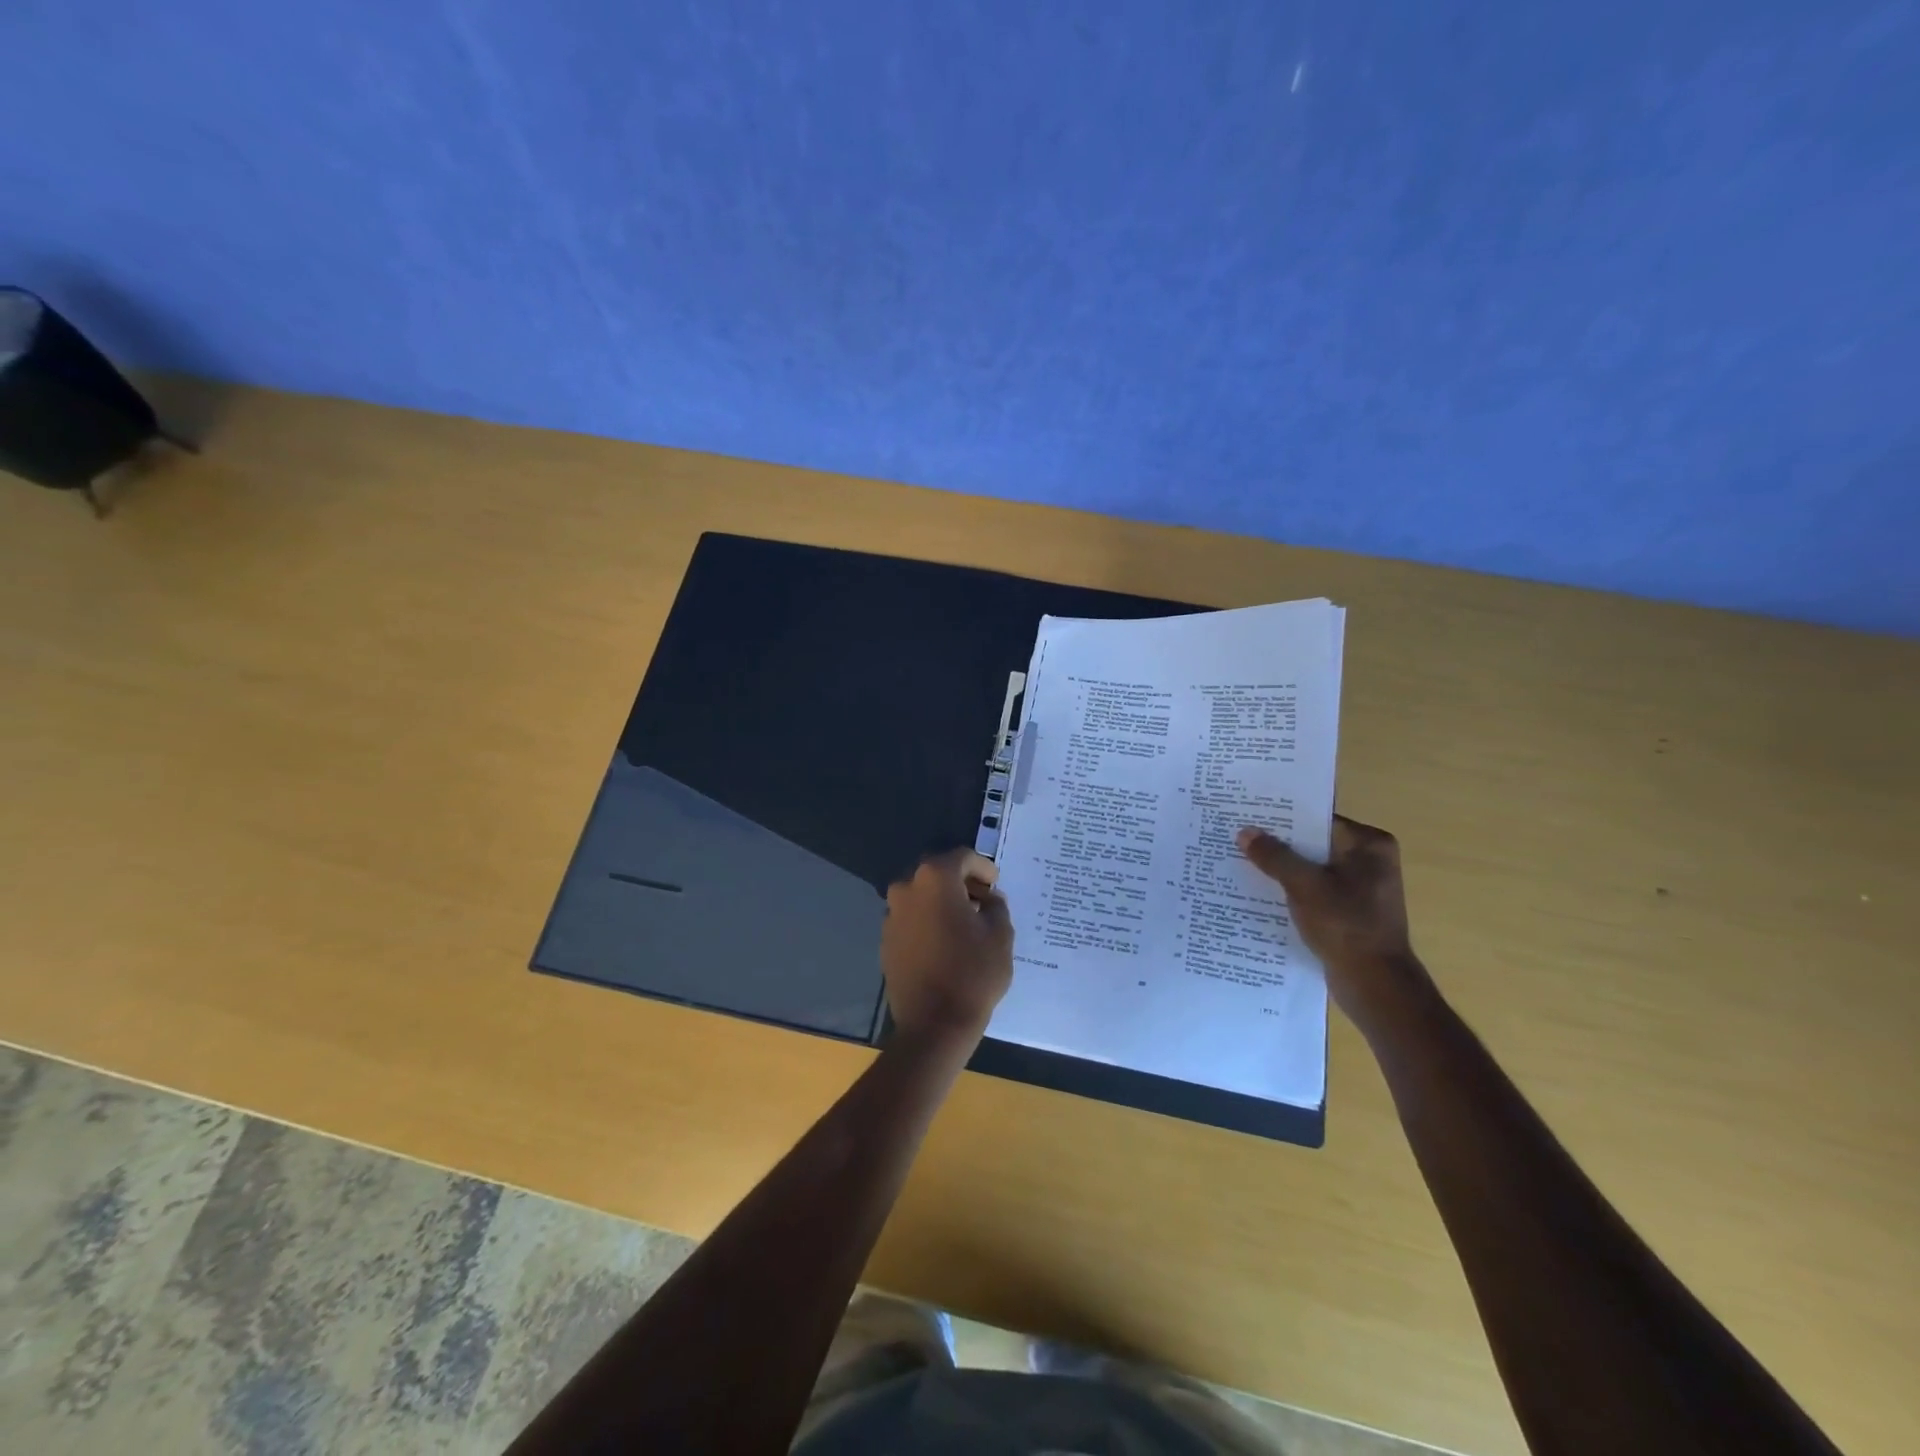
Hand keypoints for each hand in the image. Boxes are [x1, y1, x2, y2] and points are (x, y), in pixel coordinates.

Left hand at [882, 848, 1014, 1043]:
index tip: (996, 885)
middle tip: (984, 901)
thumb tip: (988, 899)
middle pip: (938, 874)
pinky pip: (912, 919)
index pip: (962, 858)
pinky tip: (946, 943)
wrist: (933, 1025)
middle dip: (962, 883)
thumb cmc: (973, 973)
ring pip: (922, 897)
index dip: (983, 868)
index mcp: (934, 879)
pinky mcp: (886, 940)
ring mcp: (891, 915)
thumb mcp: (1000, 935)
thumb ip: (996, 906)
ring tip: (967, 924)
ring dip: (944, 903)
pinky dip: (929, 921)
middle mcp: (906, 888)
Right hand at [1237, 816, 1430, 1030]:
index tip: (1249, 813)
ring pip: (1311, 868)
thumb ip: (1274, 856)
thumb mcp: (1303, 885)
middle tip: (1238, 835)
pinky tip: (1261, 891)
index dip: (1283, 817)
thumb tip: (1245, 832)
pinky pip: (1314, 890)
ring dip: (1282, 868)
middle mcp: (1370, 860)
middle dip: (1279, 843)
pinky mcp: (1350, 911)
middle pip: (1314, 843)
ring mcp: (1361, 887)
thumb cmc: (1345, 925)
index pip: (1318, 819)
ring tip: (1242, 860)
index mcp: (1369, 844)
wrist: (1375, 984)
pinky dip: (1292, 889)